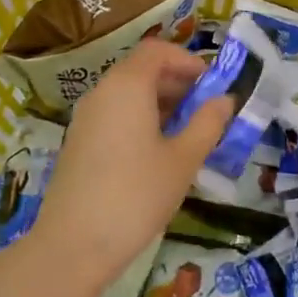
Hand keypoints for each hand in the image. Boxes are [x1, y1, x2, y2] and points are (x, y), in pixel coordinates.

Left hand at [30, 40, 234, 296]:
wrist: (73, 246)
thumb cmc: (136, 195)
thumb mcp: (183, 159)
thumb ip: (207, 123)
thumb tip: (225, 100)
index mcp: (127, 85)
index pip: (158, 50)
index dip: (188, 61)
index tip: (212, 85)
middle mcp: (102, 92)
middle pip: (142, 69)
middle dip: (178, 82)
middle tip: (207, 111)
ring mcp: (86, 117)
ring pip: (128, 93)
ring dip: (161, 102)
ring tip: (188, 133)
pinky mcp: (78, 142)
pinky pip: (114, 114)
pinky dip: (140, 119)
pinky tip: (158, 153)